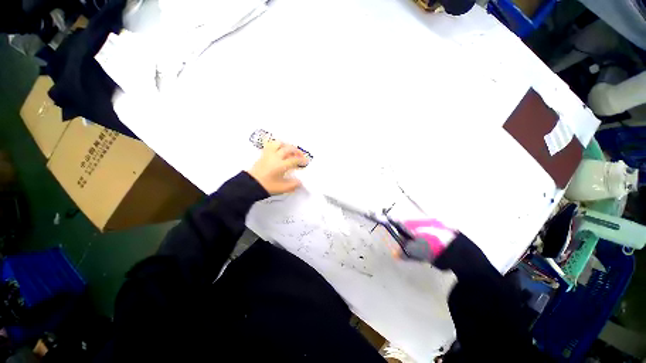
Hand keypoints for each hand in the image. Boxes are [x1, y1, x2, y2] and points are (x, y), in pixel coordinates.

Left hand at [248, 139, 307, 194]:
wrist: (250, 185)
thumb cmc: (267, 186)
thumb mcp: (282, 188)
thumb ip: (293, 185)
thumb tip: (300, 182)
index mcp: (281, 165)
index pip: (294, 160)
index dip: (302, 160)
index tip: (306, 162)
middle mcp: (275, 157)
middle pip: (288, 149)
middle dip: (297, 151)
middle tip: (300, 155)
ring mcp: (268, 154)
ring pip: (278, 143)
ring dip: (286, 145)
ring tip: (290, 150)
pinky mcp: (263, 154)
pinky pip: (270, 145)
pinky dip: (277, 145)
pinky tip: (279, 149)